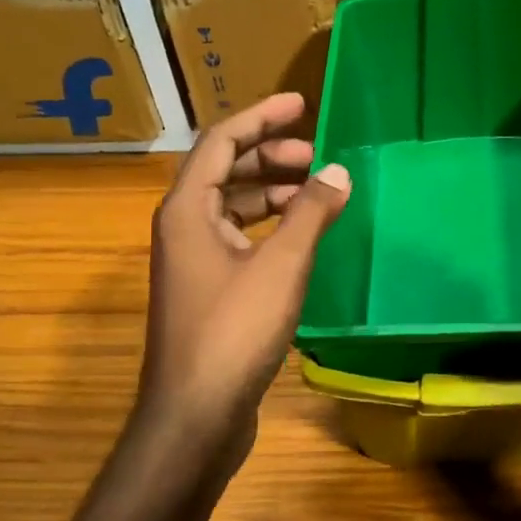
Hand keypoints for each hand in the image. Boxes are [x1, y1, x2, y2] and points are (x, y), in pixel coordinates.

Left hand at [137, 93, 350, 475]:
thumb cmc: (234, 331)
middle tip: (317, 154)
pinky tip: (301, 237)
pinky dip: (269, 227)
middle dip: (270, 155)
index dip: (262, 117)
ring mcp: (193, 262)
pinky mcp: (209, 291)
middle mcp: (183, 228)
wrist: (195, 416)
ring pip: (233, 207)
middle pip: (225, 171)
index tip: (302, 104)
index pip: (222, 141)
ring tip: (316, 192)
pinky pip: (239, 239)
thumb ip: (310, 213)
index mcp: (188, 210)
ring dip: (272, 192)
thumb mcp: (281, 265)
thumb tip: (337, 171)